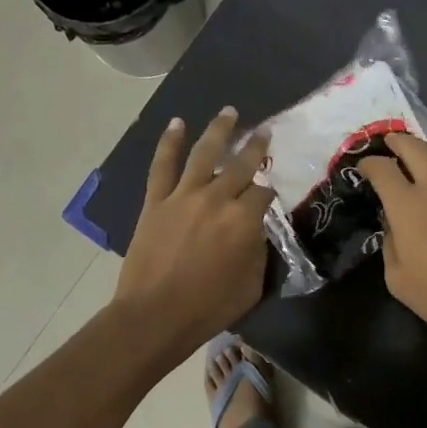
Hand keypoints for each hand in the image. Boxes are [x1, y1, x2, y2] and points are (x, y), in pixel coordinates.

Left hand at [115, 108, 273, 356]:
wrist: (155, 316)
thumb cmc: (209, 307)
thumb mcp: (251, 285)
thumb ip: (258, 252)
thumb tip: (256, 232)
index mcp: (245, 220)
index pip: (265, 194)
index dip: (270, 192)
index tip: (272, 194)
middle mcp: (217, 198)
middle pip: (242, 165)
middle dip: (256, 147)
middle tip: (266, 131)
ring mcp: (184, 196)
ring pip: (205, 154)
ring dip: (219, 130)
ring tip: (229, 112)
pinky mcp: (156, 201)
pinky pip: (163, 166)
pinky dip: (170, 143)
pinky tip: (177, 124)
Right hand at [357, 133, 426, 353]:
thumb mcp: (396, 276)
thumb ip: (390, 241)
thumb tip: (393, 222)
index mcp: (405, 204)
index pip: (381, 168)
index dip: (369, 163)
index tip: (365, 168)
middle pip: (414, 146)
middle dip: (397, 141)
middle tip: (391, 143)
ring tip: (424, 156)